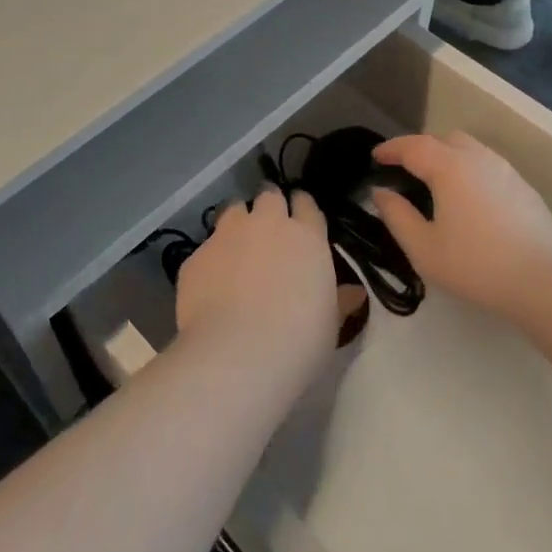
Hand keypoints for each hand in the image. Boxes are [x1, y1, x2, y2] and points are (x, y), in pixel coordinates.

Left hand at [176, 187, 338, 378]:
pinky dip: (212, 257)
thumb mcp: (330, 324)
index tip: (300, 217)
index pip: (306, 203)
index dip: (302, 207)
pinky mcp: (197, 255)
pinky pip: (207, 247)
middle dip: (269, 205)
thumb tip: (354, 292)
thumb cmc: (299, 341)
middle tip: (268, 227)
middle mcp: (267, 223)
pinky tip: (212, 282)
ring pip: (234, 209)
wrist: (237, 355)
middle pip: (269, 196)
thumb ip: (338, 301)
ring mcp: (228, 234)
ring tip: (238, 244)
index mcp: (306, 236)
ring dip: (238, 221)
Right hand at [367, 132, 551, 323]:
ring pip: (469, 149)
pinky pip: (488, 166)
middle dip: (420, 148)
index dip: (391, 149)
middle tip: (404, 170)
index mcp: (449, 167)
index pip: (413, 146)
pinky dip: (469, 171)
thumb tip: (381, 192)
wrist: (547, 283)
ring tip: (436, 184)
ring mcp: (506, 170)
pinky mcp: (524, 187)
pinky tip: (469, 200)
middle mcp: (478, 158)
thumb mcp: (424, 248)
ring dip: (447, 157)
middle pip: (443, 138)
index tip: (375, 157)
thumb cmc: (477, 265)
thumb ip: (397, 216)